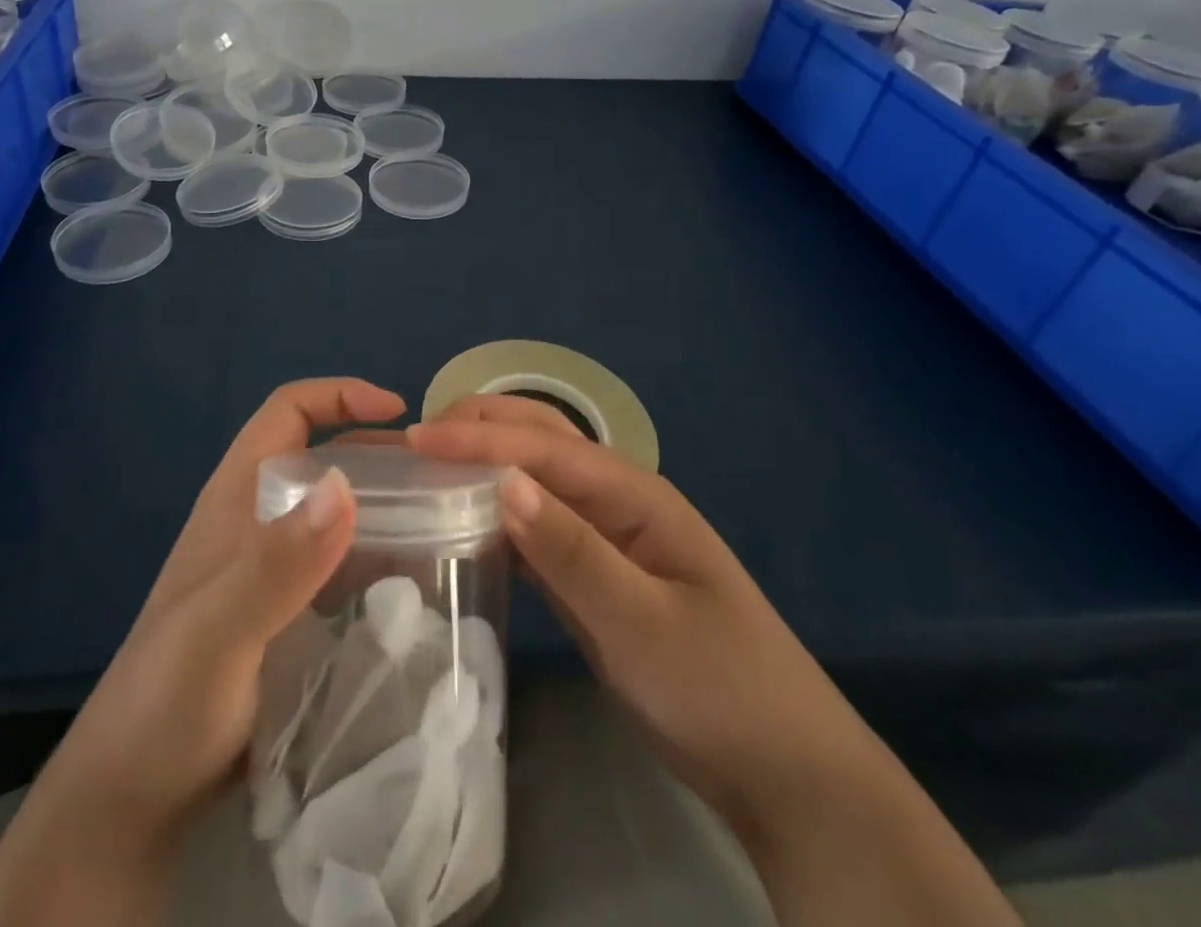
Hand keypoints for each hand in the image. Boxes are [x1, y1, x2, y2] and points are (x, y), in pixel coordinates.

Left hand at [55, 378, 405, 846]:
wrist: (131, 796)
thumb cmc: (166, 702)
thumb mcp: (219, 630)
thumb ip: (276, 562)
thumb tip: (345, 485)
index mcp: (236, 497)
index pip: (288, 411)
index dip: (341, 395)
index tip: (399, 412)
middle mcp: (255, 520)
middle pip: (321, 456)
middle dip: (377, 453)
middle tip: (439, 477)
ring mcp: (268, 568)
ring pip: (333, 511)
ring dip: (383, 506)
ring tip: (442, 524)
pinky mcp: (283, 612)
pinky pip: (338, 563)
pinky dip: (375, 557)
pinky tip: (411, 584)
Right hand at [406, 396, 1019, 926]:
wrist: (784, 773)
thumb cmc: (719, 690)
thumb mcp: (642, 624)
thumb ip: (572, 552)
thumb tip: (503, 481)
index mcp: (636, 495)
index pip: (544, 448)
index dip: (479, 438)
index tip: (417, 436)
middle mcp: (619, 501)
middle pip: (543, 443)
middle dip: (482, 427)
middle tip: (416, 434)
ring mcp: (609, 537)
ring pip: (538, 480)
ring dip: (486, 461)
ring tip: (429, 462)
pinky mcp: (598, 574)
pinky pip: (540, 526)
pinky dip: (500, 511)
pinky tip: (467, 518)